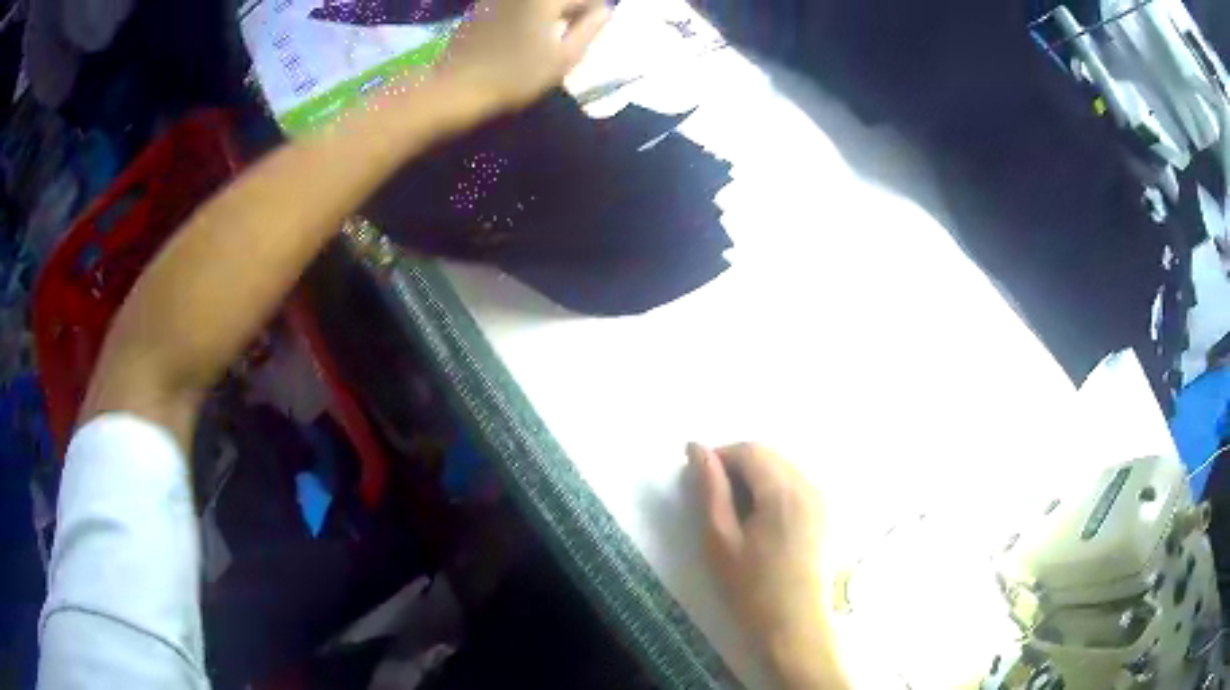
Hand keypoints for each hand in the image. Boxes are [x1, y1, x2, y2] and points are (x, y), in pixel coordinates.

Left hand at [437, 0, 610, 112]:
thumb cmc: (515, 75)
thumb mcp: (565, 57)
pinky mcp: (481, 5)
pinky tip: (520, 35)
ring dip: (549, 13)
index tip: (591, 34)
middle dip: (570, 10)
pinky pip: (515, 5)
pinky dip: (525, 14)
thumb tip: (604, 11)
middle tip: (570, 36)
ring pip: (538, 2)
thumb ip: (590, 29)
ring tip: (545, 37)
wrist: (456, 87)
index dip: (594, 14)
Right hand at [688, 442, 845, 688]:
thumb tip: (697, 448)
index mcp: (784, 490)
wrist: (795, 624)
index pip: (749, 450)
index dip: (719, 456)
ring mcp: (823, 498)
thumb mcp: (721, 539)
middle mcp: (810, 484)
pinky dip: (774, 488)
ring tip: (736, 511)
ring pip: (783, 467)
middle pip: (769, 455)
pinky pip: (796, 483)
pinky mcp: (827, 512)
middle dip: (738, 465)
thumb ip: (710, 489)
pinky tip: (761, 519)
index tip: (699, 480)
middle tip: (714, 497)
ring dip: (756, 476)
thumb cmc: (752, 588)